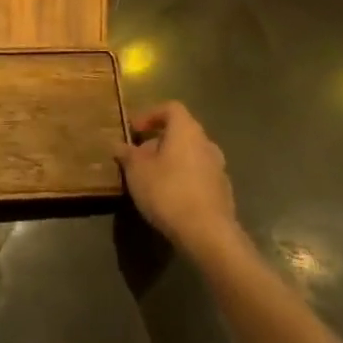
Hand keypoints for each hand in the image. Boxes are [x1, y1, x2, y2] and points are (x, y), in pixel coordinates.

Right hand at [113, 102, 241, 259]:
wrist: (208, 233)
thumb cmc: (168, 191)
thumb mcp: (137, 172)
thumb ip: (127, 154)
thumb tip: (119, 145)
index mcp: (186, 130)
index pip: (170, 108)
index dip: (150, 115)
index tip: (134, 130)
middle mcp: (206, 143)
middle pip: (181, 132)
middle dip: (158, 142)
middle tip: (139, 158)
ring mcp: (218, 167)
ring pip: (190, 155)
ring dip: (171, 161)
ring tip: (152, 179)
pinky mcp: (223, 192)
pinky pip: (199, 175)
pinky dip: (184, 179)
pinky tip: (171, 197)